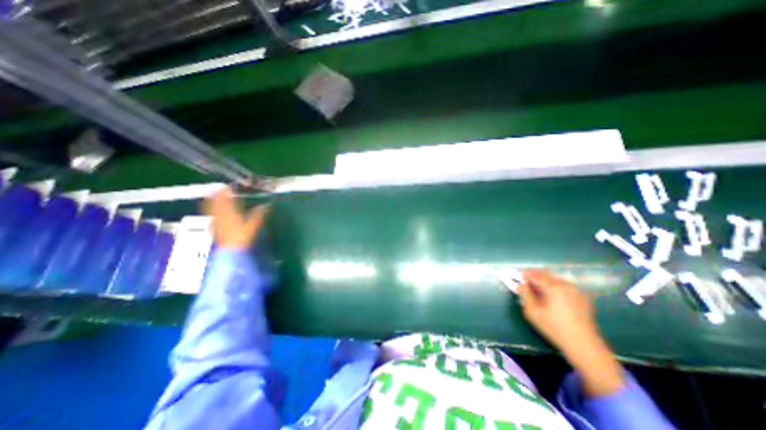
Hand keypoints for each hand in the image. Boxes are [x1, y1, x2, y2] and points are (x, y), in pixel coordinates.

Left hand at [205, 187, 269, 250]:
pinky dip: (211, 209)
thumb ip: (259, 214)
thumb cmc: (242, 236)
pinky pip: (211, 214)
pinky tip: (214, 211)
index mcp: (229, 211)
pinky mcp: (213, 227)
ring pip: (210, 207)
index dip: (227, 190)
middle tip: (220, 188)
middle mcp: (219, 214)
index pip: (225, 197)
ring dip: (212, 200)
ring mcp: (215, 221)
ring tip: (214, 196)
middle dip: (217, 193)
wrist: (230, 251)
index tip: (229, 185)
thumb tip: (267, 205)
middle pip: (215, 200)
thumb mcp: (254, 224)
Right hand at [518, 269, 601, 351]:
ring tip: (539, 290)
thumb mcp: (532, 312)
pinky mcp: (582, 298)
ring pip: (555, 279)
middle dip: (535, 276)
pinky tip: (553, 297)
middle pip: (546, 274)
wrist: (584, 345)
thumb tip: (521, 285)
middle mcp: (565, 285)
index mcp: (552, 286)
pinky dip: (555, 286)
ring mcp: (575, 290)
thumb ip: (525, 294)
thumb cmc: (554, 327)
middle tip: (527, 283)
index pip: (534, 274)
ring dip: (545, 281)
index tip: (518, 278)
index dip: (525, 275)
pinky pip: (565, 286)